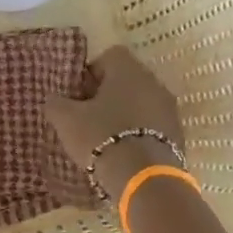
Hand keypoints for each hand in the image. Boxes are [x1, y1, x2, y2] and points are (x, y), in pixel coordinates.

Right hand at [43, 46, 184, 200]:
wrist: (143, 177)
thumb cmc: (101, 136)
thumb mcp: (66, 119)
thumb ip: (56, 103)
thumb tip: (55, 99)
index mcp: (128, 70)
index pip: (109, 56)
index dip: (91, 72)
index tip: (78, 94)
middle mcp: (154, 82)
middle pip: (127, 80)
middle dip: (106, 94)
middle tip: (86, 116)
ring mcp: (170, 109)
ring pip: (140, 102)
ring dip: (123, 114)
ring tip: (103, 137)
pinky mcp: (177, 134)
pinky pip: (152, 125)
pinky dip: (137, 132)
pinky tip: (121, 150)